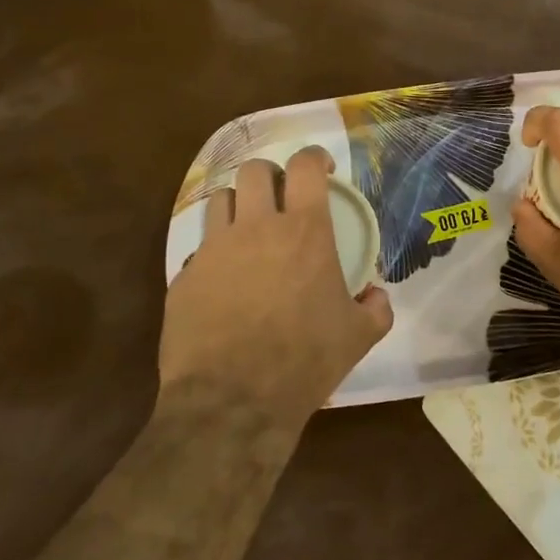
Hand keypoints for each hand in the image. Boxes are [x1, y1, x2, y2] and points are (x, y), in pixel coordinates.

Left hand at [161, 148, 392, 427]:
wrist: (232, 403)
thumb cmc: (304, 361)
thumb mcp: (358, 337)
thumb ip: (376, 308)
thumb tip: (376, 294)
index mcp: (303, 231)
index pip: (305, 165)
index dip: (315, 157)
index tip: (322, 168)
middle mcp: (256, 228)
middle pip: (255, 171)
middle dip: (270, 176)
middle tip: (282, 198)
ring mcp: (214, 251)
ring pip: (220, 200)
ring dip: (238, 207)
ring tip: (248, 231)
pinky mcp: (183, 278)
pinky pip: (199, 250)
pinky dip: (215, 255)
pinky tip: (224, 283)